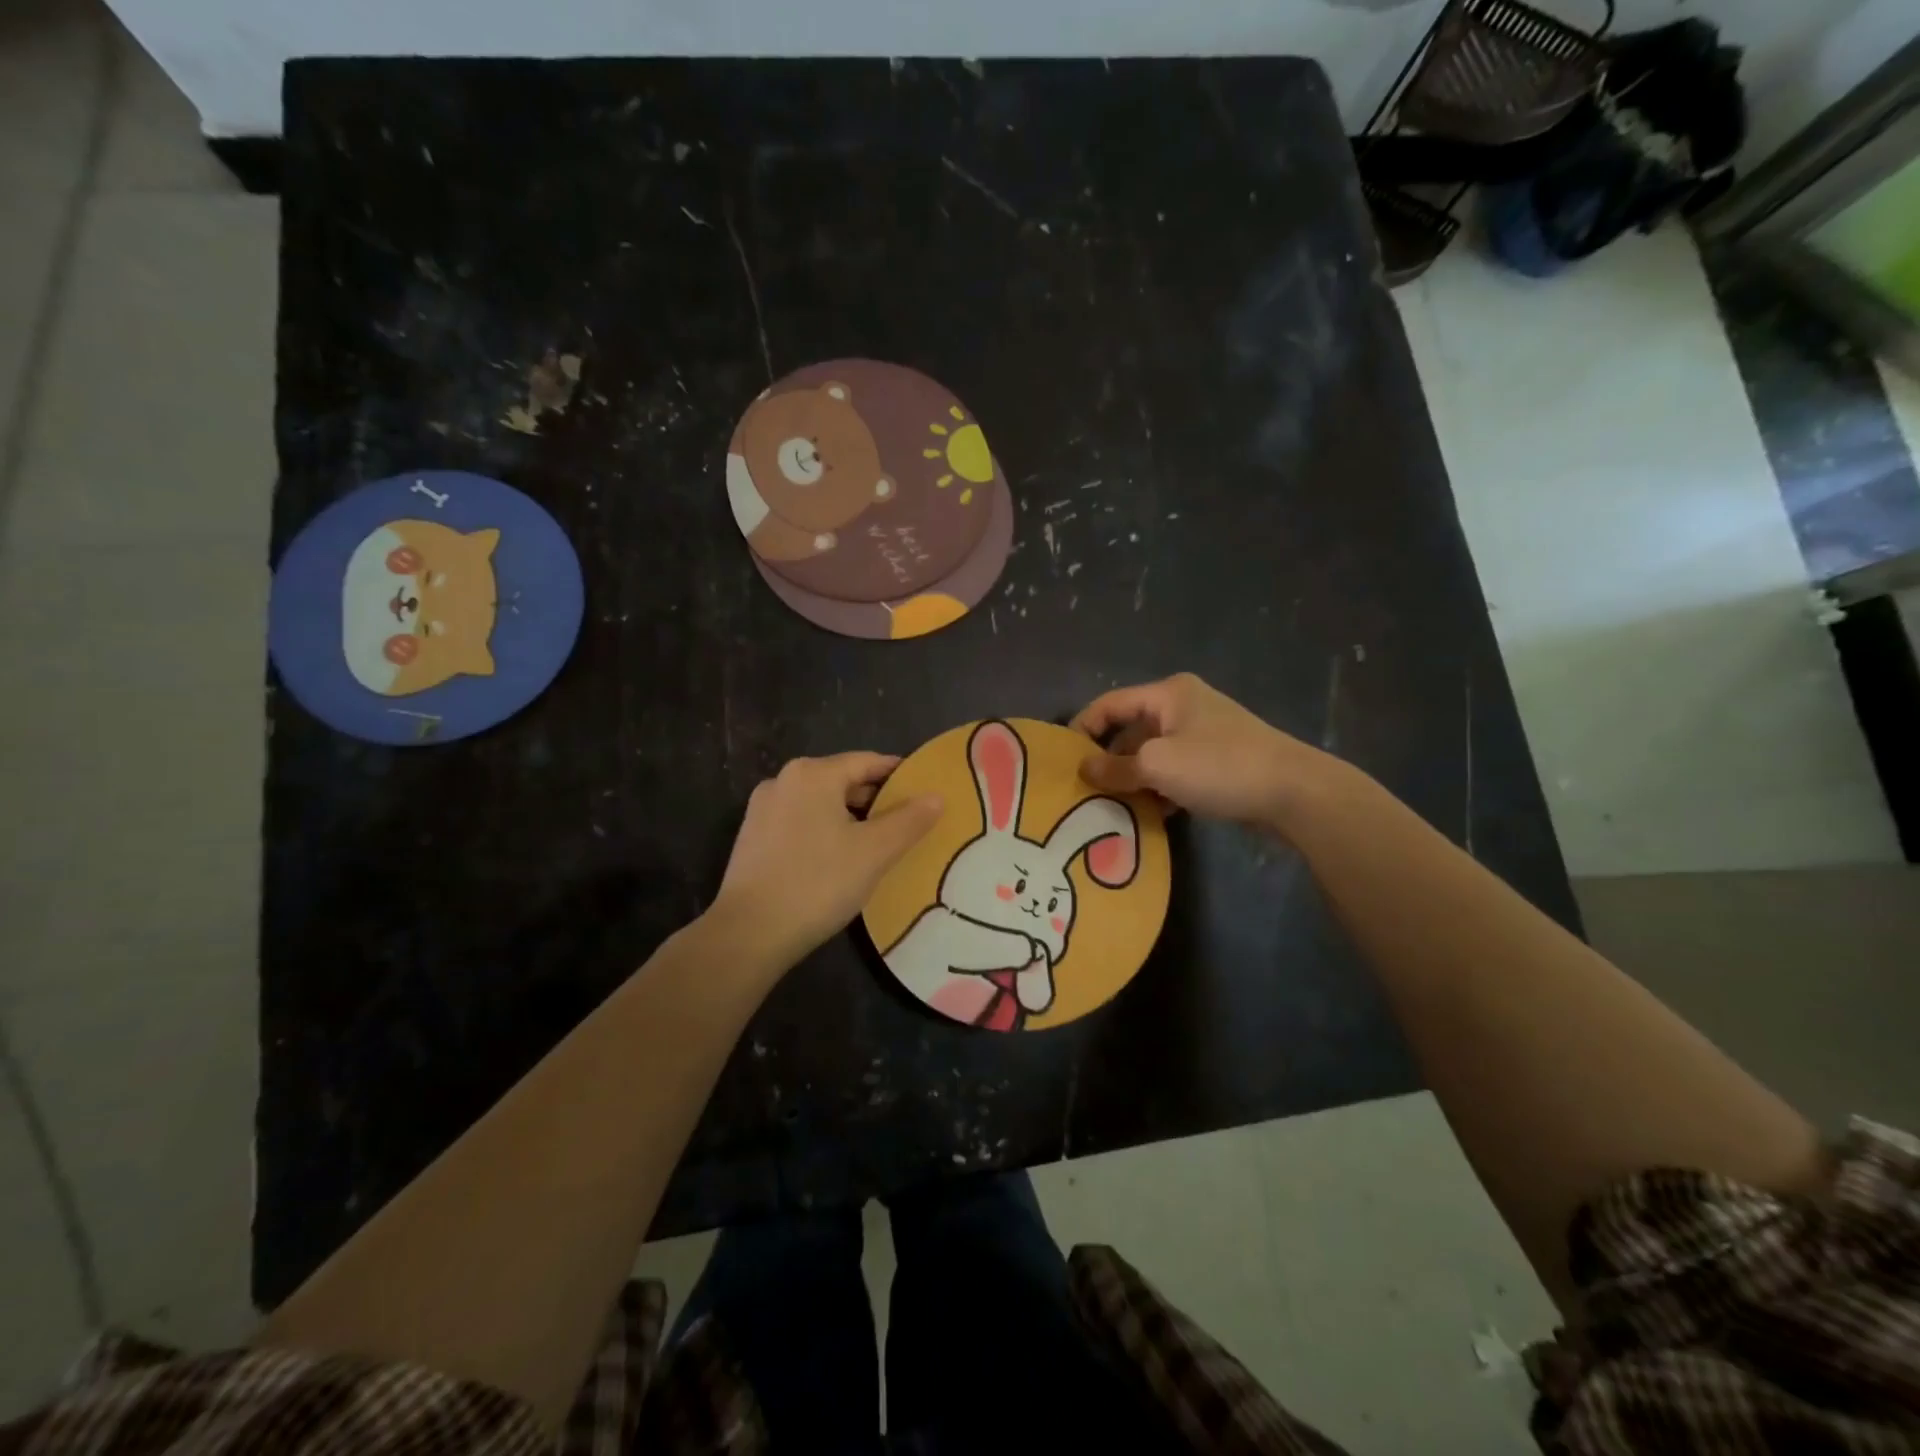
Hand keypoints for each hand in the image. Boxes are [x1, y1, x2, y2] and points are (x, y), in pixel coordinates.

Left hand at [711, 752, 942, 969]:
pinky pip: (800, 822)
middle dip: (876, 799)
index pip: (868, 762)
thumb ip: (910, 820)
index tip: (925, 793)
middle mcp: (784, 780)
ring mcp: (763, 809)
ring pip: (821, 803)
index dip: (900, 775)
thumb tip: (937, 796)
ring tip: (878, 844)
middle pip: (843, 780)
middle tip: (907, 824)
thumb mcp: (874, 852)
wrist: (749, 933)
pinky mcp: (752, 837)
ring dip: (851, 818)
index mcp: (813, 773)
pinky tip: (839, 859)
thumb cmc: (818, 883)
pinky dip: (825, 831)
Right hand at [1071, 672, 1349, 829]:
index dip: (1082, 728)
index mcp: (1168, 694)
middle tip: (1084, 790)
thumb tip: (1084, 768)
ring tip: (1109, 807)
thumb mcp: (1158, 766)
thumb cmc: (1219, 766)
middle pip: (1130, 730)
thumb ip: (1116, 768)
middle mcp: (1184, 707)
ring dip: (1133, 779)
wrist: (1294, 792)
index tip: (1062, 760)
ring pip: (1152, 755)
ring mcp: (1203, 735)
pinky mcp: (1218, 762)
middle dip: (1108, 759)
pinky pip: (1174, 772)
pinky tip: (1147, 815)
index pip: (1110, 704)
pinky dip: (1158, 789)